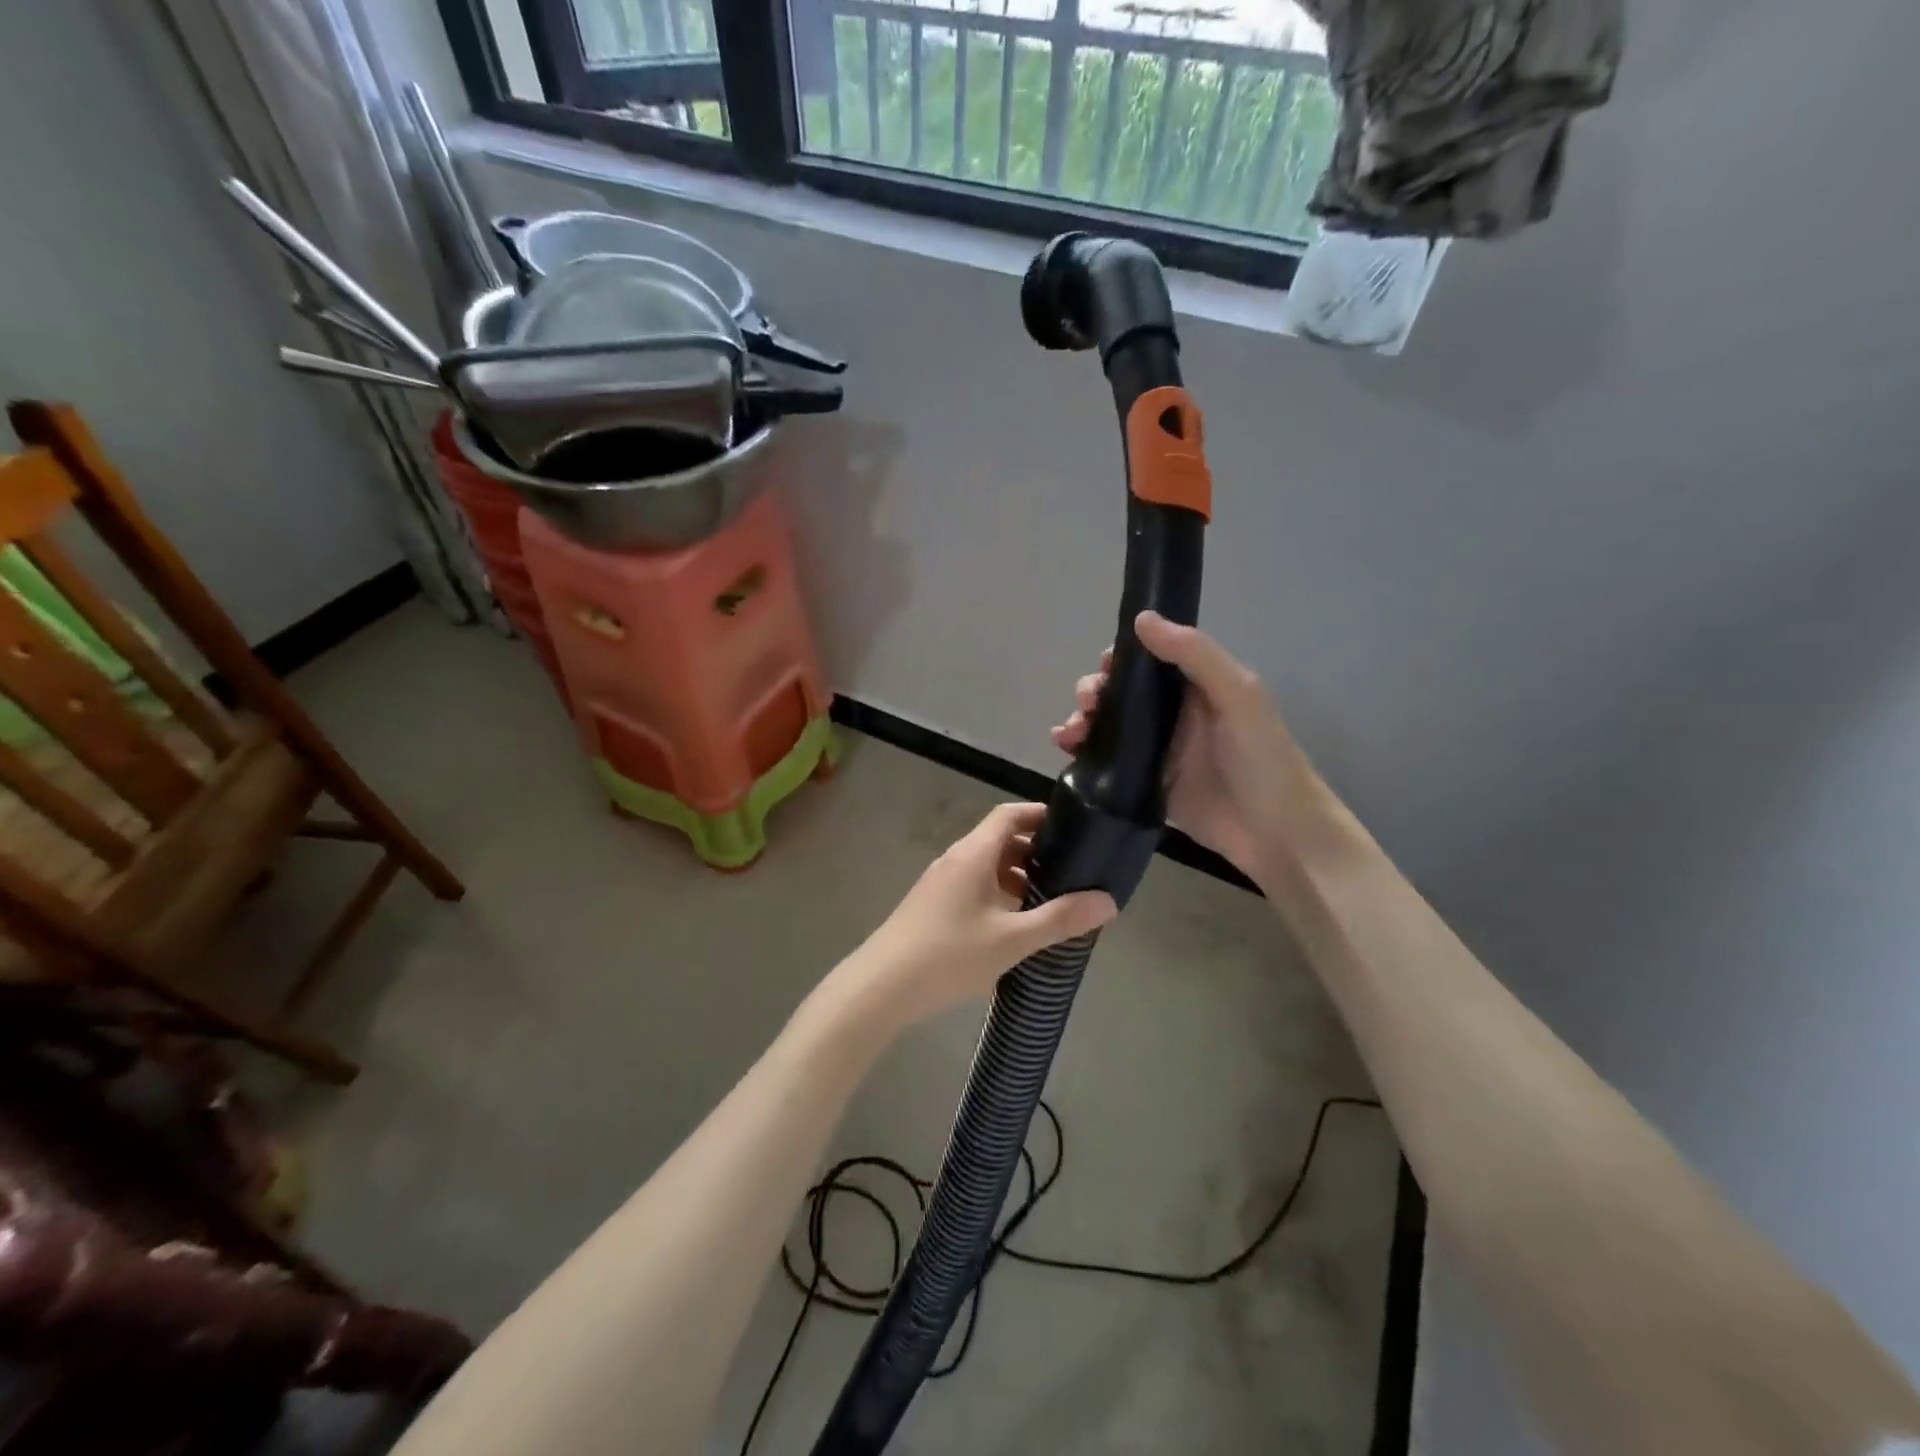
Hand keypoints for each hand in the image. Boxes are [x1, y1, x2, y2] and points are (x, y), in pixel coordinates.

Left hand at [837, 803, 1116, 1028]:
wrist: (880, 988)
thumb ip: (1060, 919)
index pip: (1010, 814)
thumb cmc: (949, 955)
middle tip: (1071, 872)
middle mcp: (955, 858)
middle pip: (999, 839)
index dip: (1041, 815)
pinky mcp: (931, 905)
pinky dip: (998, 893)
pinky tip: (1013, 925)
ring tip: (1049, 901)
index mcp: (973, 853)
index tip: (1074, 829)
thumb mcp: (1012, 940)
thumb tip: (1108, 901)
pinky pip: (972, 885)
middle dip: (1036, 851)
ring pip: (986, 865)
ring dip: (1017, 876)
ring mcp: (939, 882)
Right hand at [1051, 610, 1329, 880]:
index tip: (1103, 666)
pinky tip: (1065, 749)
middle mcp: (1173, 713)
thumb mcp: (1238, 696)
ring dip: (1082, 720)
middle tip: (1086, 706)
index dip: (1120, 658)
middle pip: (1120, 692)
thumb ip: (1194, 655)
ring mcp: (1157, 750)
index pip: (1148, 659)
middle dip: (1094, 691)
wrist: (1276, 834)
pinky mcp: (1145, 783)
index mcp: (1196, 685)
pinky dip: (1082, 752)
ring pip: (1108, 725)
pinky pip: (1107, 761)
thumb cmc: (1263, 759)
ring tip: (1067, 734)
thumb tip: (1141, 619)